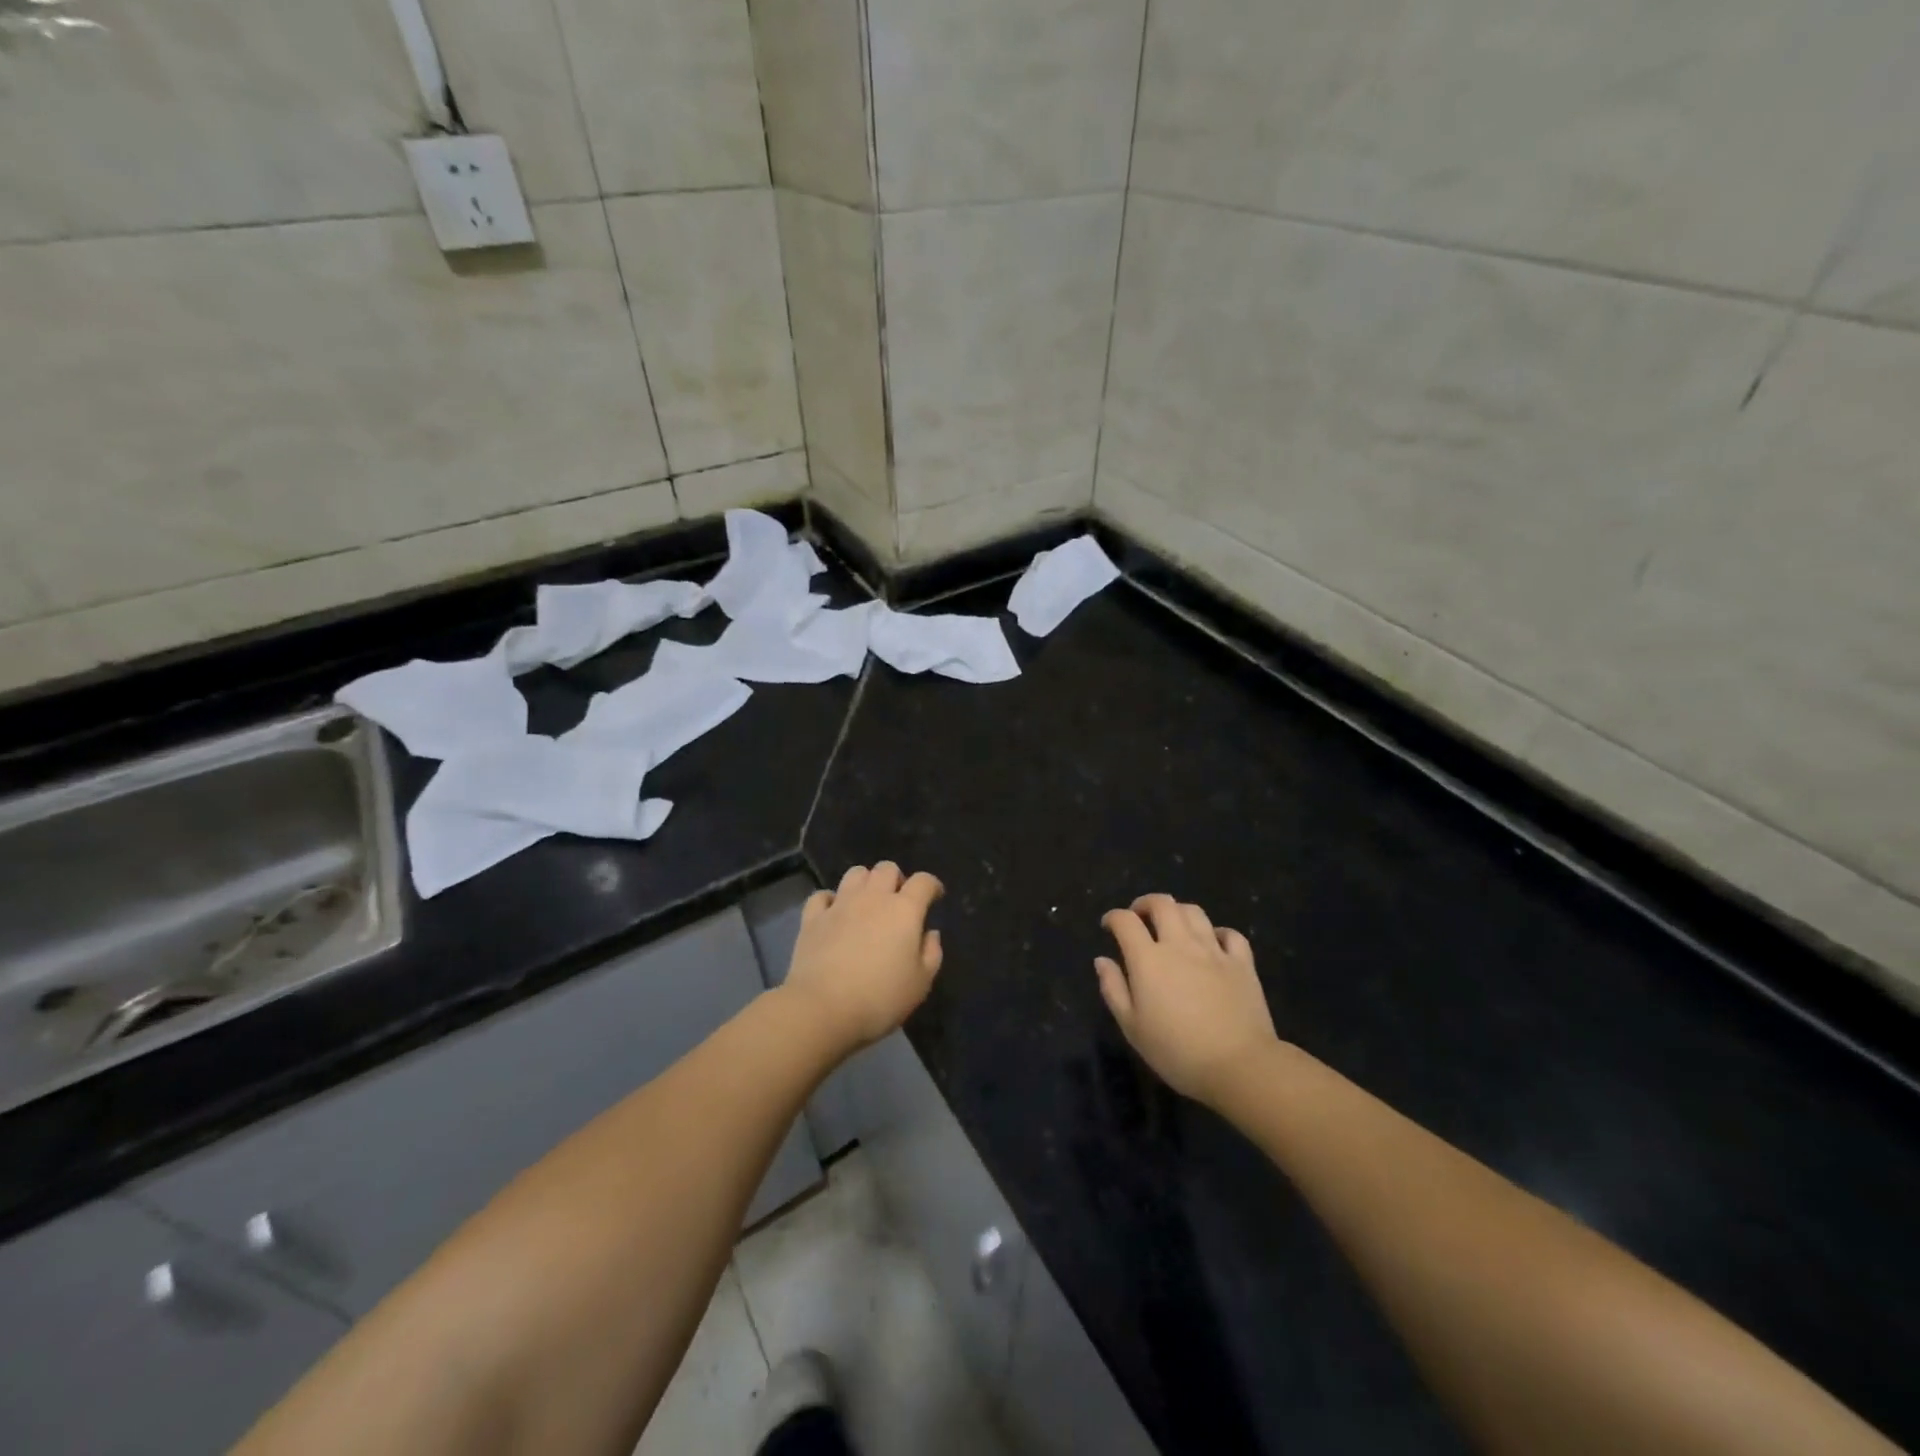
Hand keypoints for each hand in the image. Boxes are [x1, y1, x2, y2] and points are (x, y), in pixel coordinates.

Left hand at [783, 862, 944, 1053]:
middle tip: (898, 902)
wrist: (822, 1008)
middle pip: (887, 868)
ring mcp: (840, 905)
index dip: (932, 886)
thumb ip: (931, 953)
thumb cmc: (880, 998)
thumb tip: (930, 933)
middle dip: (896, 879)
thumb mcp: (920, 984)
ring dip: (865, 882)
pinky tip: (833, 913)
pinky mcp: (812, 918)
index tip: (934, 897)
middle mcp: (873, 898)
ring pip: (855, 873)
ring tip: (867, 903)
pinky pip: (822, 896)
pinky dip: (830, 900)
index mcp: (904, 910)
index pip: (923, 881)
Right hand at [1096, 894, 1278, 1106]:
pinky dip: (1217, 932)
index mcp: (1148, 959)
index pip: (1126, 921)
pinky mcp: (1242, 963)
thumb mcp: (1132, 1027)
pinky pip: (1230, 934)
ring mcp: (1214, 951)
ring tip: (1172, 926)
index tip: (1108, 926)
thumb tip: (1102, 960)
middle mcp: (1180, 945)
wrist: (1239, 1066)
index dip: (1113, 917)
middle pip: (1162, 904)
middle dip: (1145, 904)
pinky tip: (1212, 944)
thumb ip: (1113, 989)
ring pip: (1194, 912)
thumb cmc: (1177, 1052)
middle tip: (1139, 916)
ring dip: (1177, 912)